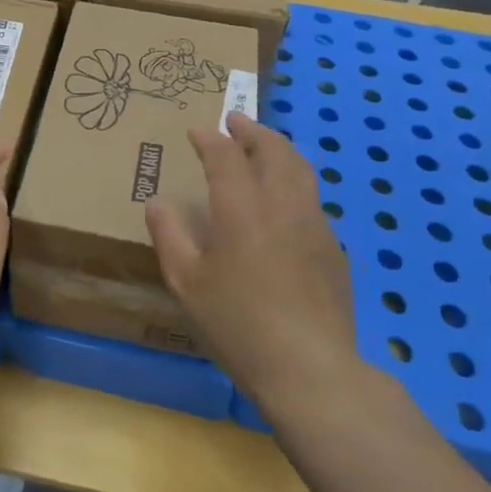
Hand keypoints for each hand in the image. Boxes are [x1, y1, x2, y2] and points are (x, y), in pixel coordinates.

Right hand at [146, 115, 369, 423]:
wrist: (310, 368)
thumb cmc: (238, 324)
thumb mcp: (187, 284)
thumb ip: (170, 236)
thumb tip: (157, 202)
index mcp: (241, 208)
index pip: (225, 156)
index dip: (210, 139)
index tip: (198, 131)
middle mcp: (281, 204)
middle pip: (273, 150)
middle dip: (253, 131)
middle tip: (236, 122)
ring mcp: (313, 224)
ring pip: (300, 169)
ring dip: (278, 150)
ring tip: (263, 149)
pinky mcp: (333, 248)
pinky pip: (312, 199)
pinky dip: (294, 182)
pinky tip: (283, 202)